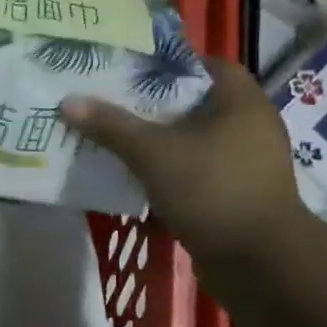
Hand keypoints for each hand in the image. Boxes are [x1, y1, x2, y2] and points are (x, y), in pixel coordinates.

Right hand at [61, 59, 305, 261]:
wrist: (258, 262)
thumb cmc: (211, 190)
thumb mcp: (153, 153)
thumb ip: (111, 126)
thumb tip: (68, 102)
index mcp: (242, 102)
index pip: (207, 64)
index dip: (170, 63)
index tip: (132, 69)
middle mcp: (252, 126)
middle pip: (198, 101)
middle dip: (157, 102)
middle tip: (115, 100)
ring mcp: (249, 162)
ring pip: (197, 137)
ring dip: (163, 137)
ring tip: (120, 135)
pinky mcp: (240, 192)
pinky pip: (200, 167)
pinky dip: (173, 166)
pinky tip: (141, 172)